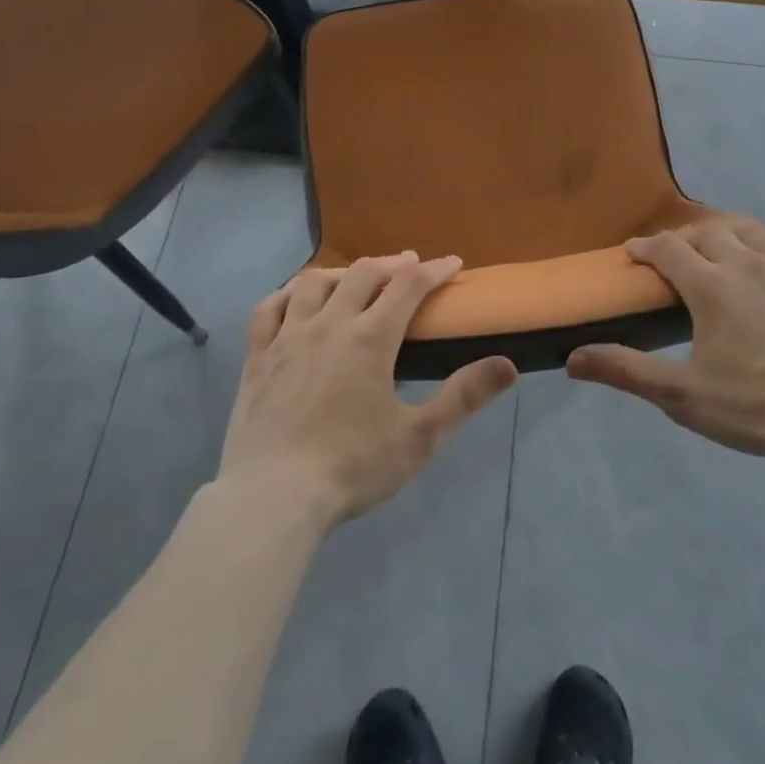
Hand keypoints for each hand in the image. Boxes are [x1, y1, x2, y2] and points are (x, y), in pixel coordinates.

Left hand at [219, 253, 516, 527]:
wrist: (272, 499)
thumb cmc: (351, 468)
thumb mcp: (420, 438)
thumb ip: (463, 397)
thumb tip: (508, 364)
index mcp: (370, 339)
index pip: (409, 286)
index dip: (434, 270)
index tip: (453, 263)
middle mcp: (329, 324)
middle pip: (363, 273)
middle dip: (392, 264)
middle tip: (409, 266)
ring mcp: (287, 338)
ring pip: (313, 283)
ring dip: (341, 273)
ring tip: (355, 278)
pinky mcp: (256, 358)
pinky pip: (268, 309)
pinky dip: (286, 295)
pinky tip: (295, 299)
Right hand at [567, 217, 764, 464]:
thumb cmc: (754, 407)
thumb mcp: (681, 395)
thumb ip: (626, 371)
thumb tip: (572, 359)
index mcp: (711, 287)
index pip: (669, 249)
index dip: (646, 246)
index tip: (632, 251)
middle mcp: (747, 264)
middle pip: (708, 232)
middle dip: (683, 238)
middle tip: (673, 255)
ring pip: (750, 230)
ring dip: (725, 231)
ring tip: (717, 244)